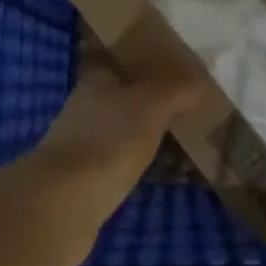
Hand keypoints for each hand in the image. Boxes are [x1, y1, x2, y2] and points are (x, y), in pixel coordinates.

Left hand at [33, 67, 204, 207]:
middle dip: (149, 101)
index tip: (175, 68)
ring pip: (121, 131)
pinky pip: (120, 163)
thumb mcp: (151, 104)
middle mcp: (85, 108)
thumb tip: (201, 78)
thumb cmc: (108, 139)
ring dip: (144, 134)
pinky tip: (161, 170)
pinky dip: (138, 164)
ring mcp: (82, 146)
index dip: (144, 62)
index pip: (119, 61)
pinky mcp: (85, 181)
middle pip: (121, 97)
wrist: (64, 203)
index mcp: (96, 81)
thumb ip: (177, 88)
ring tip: (182, 139)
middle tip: (189, 105)